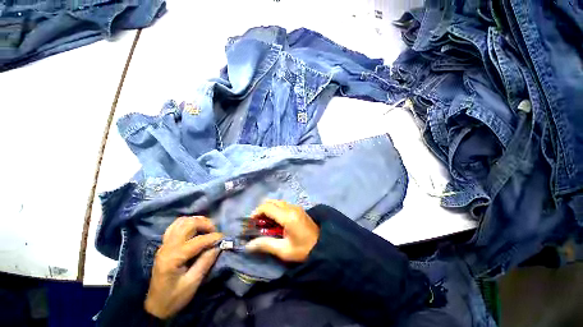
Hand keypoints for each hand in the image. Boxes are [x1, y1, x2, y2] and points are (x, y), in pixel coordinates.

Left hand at [145, 216, 222, 318]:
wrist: (155, 306)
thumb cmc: (174, 297)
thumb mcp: (192, 283)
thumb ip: (206, 262)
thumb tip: (218, 246)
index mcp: (173, 257)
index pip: (197, 241)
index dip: (213, 237)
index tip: (224, 238)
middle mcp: (167, 247)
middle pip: (188, 224)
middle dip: (205, 224)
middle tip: (214, 231)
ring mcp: (164, 244)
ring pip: (181, 221)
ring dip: (196, 221)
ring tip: (206, 228)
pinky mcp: (164, 245)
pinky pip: (175, 226)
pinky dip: (187, 223)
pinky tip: (195, 229)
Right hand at [245, 200, 319, 261]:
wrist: (323, 246)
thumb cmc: (304, 250)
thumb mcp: (284, 250)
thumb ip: (266, 245)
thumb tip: (248, 245)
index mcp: (288, 216)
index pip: (267, 207)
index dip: (256, 212)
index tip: (251, 222)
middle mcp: (291, 207)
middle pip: (272, 201)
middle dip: (262, 210)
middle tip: (257, 222)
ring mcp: (296, 207)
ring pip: (277, 202)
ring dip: (269, 209)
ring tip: (265, 222)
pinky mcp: (298, 209)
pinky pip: (283, 205)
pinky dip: (276, 209)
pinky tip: (275, 221)